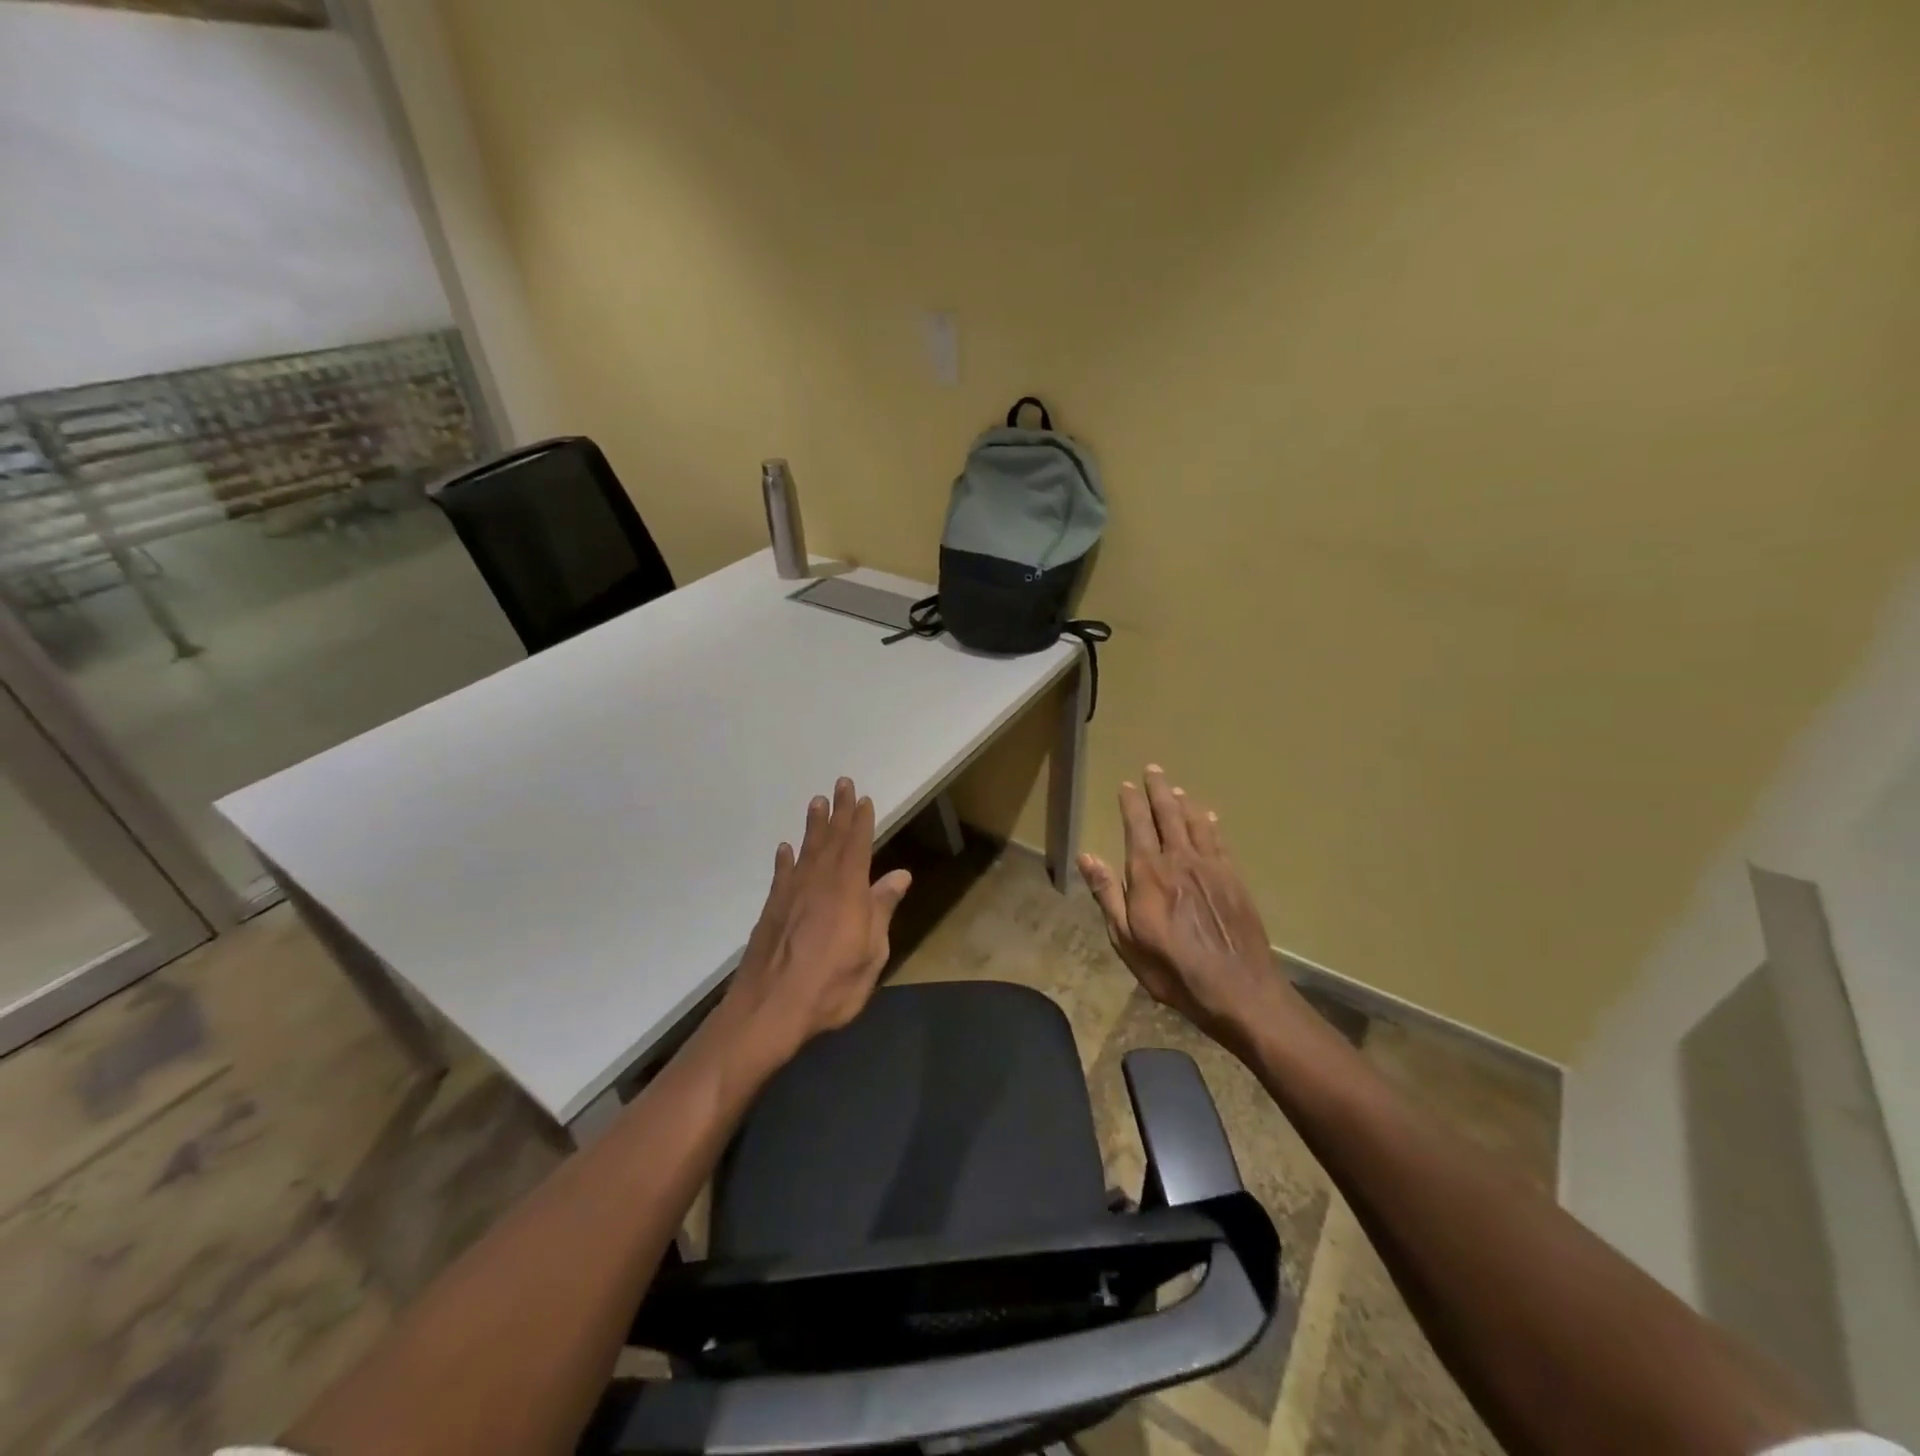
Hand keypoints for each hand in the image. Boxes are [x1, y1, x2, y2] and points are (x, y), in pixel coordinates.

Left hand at [726, 776, 912, 1064]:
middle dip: (839, 811)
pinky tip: (785, 849)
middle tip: (841, 783)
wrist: (770, 1009)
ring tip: (816, 803)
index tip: (864, 798)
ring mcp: (792, 895)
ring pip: (806, 850)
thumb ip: (883, 910)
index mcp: (848, 891)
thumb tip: (900, 875)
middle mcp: (819, 883)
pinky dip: (785, 860)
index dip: (862, 821)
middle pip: (832, 840)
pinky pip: (781, 875)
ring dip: (813, 826)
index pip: (858, 846)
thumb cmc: (831, 986)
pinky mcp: (772, 910)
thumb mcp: (872, 953)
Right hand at [1078, 765, 1284, 1054]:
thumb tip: (1087, 856)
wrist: (1237, 989)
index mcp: (1149, 873)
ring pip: (1195, 823)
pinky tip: (1209, 818)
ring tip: (1177, 789)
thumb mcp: (1126, 938)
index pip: (1137, 826)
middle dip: (1159, 790)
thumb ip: (1107, 894)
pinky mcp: (1234, 880)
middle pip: (1168, 815)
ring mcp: (1212, 868)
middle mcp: (1180, 860)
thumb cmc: (1172, 969)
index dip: (1131, 803)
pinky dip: (1211, 824)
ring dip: (1184, 803)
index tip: (1127, 784)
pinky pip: (1220, 841)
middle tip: (1153, 769)